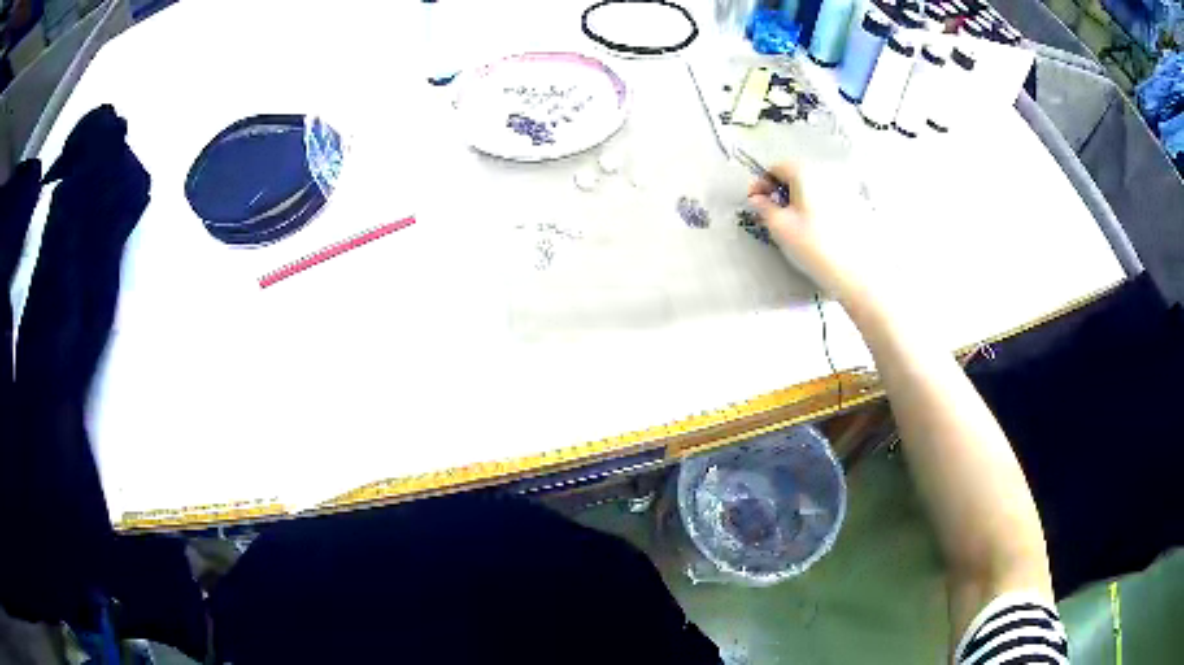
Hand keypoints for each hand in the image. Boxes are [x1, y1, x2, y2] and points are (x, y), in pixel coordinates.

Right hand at [747, 161, 861, 300]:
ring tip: (795, 224)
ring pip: (815, 187)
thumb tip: (758, 199)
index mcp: (805, 172)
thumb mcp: (779, 227)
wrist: (858, 272)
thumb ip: (763, 208)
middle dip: (782, 191)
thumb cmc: (816, 247)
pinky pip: (831, 199)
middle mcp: (827, 173)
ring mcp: (845, 188)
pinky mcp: (858, 206)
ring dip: (801, 199)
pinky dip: (819, 207)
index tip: (756, 202)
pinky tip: (818, 230)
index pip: (776, 167)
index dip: (762, 184)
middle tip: (773, 213)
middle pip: (797, 175)